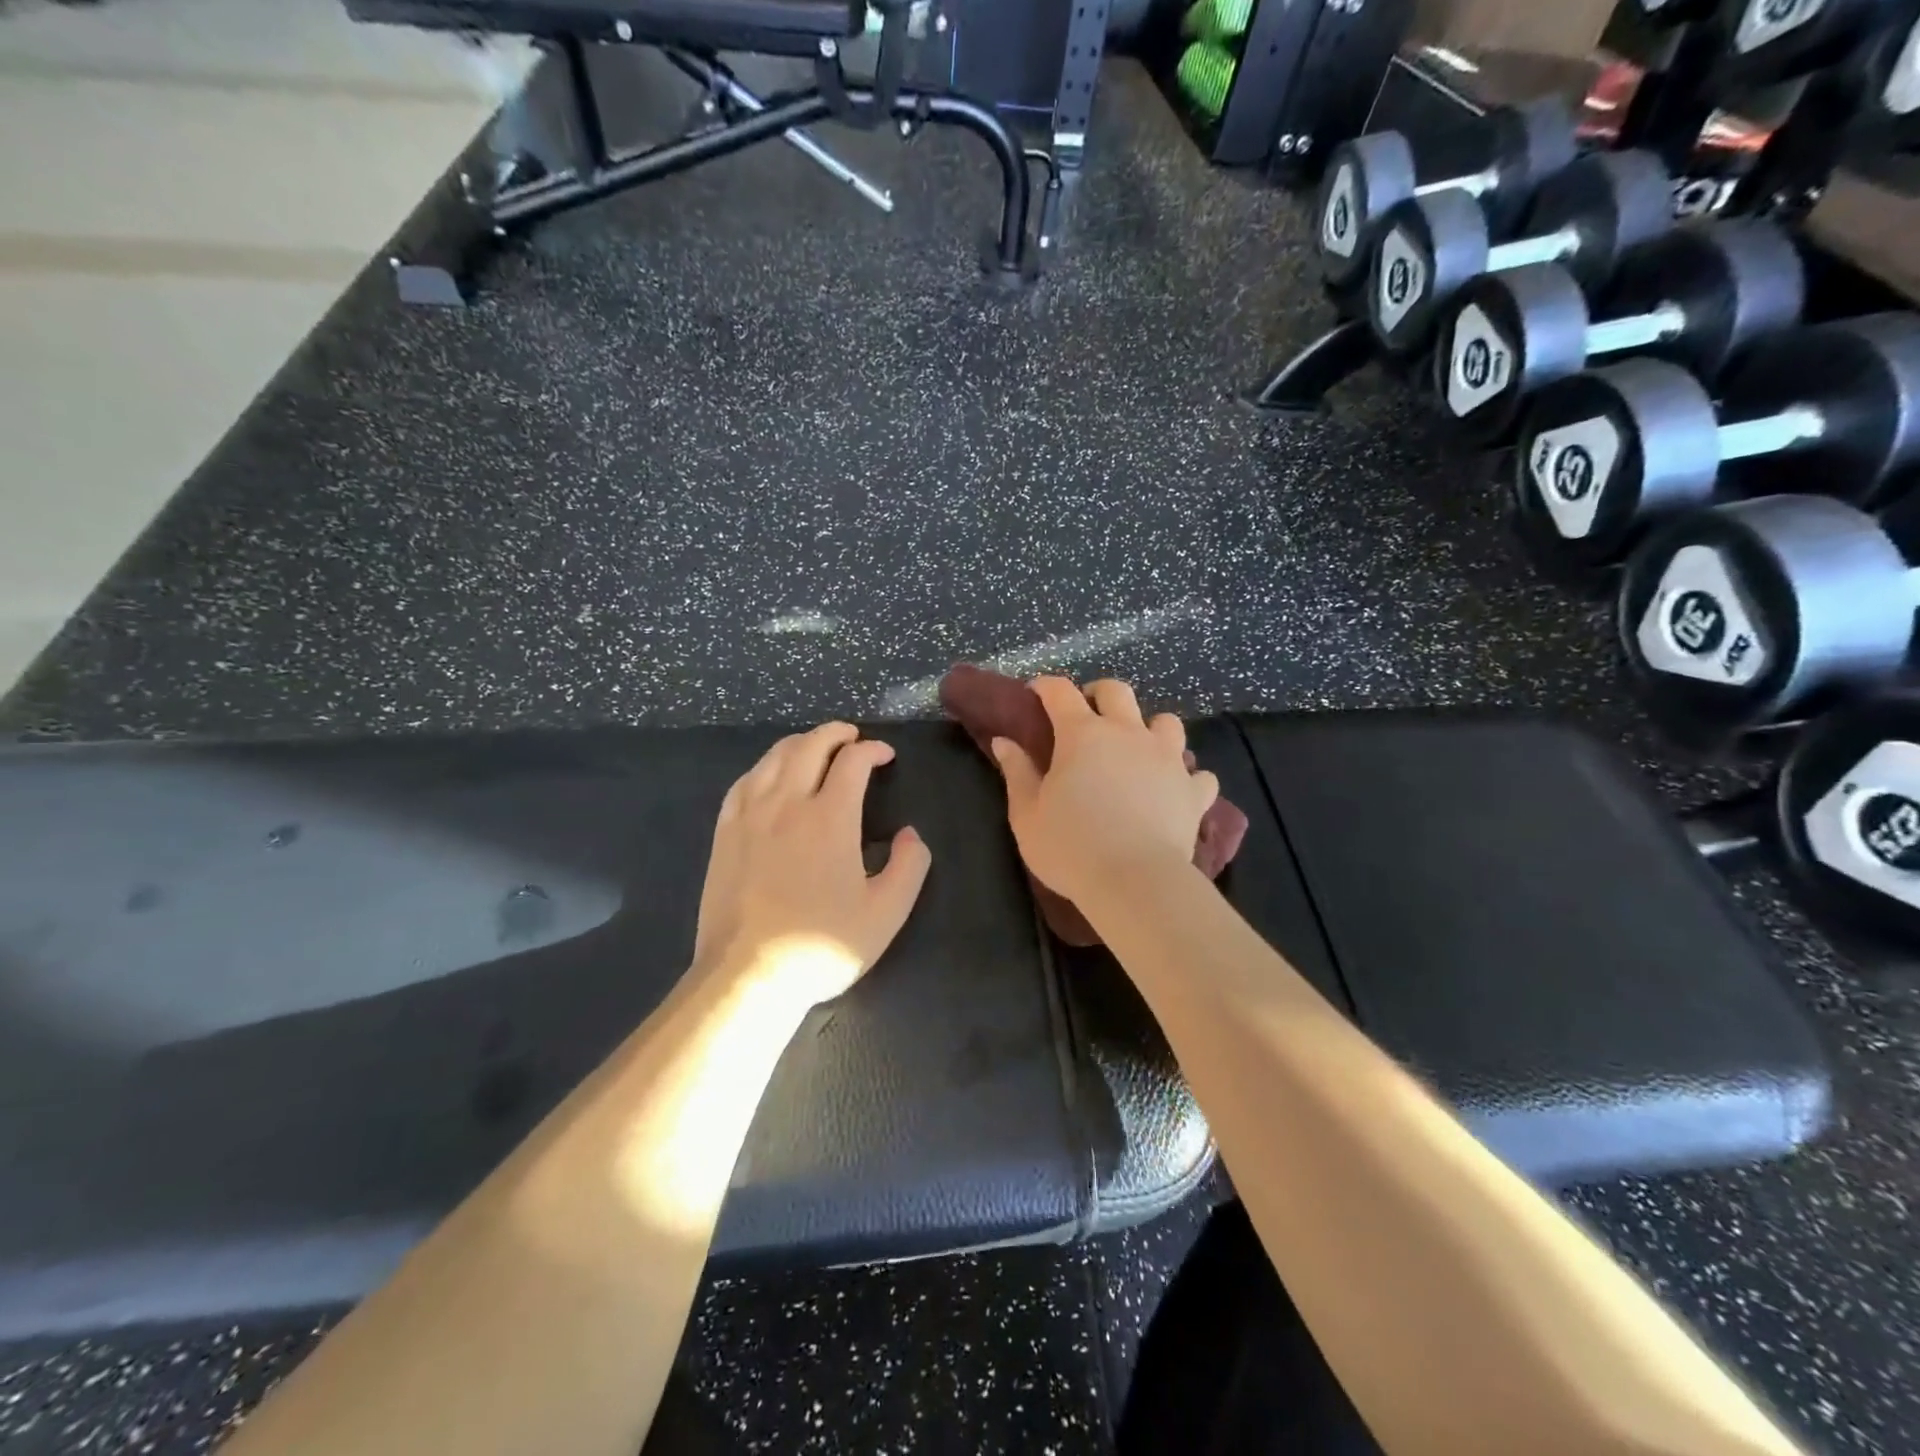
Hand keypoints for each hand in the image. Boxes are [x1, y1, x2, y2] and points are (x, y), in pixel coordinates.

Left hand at [693, 722, 931, 1008]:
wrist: (748, 975)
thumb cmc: (822, 945)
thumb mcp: (886, 912)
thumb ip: (909, 866)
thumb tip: (910, 833)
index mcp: (830, 817)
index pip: (852, 761)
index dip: (872, 750)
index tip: (885, 756)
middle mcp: (787, 803)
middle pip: (809, 746)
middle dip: (835, 733)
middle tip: (852, 737)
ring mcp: (749, 816)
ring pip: (773, 758)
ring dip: (800, 743)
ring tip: (815, 747)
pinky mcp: (724, 834)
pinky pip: (744, 782)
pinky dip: (764, 767)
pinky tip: (769, 775)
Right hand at [991, 678, 1216, 907]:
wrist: (1134, 882)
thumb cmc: (1070, 846)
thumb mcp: (1027, 814)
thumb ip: (1017, 772)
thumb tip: (1004, 742)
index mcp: (1082, 735)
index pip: (1061, 692)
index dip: (1046, 687)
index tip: (1035, 693)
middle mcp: (1128, 734)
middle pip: (1117, 692)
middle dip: (1099, 694)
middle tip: (1087, 714)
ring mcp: (1167, 759)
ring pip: (1166, 722)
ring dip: (1149, 728)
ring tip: (1137, 748)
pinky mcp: (1193, 791)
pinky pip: (1198, 773)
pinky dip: (1186, 776)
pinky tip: (1174, 789)